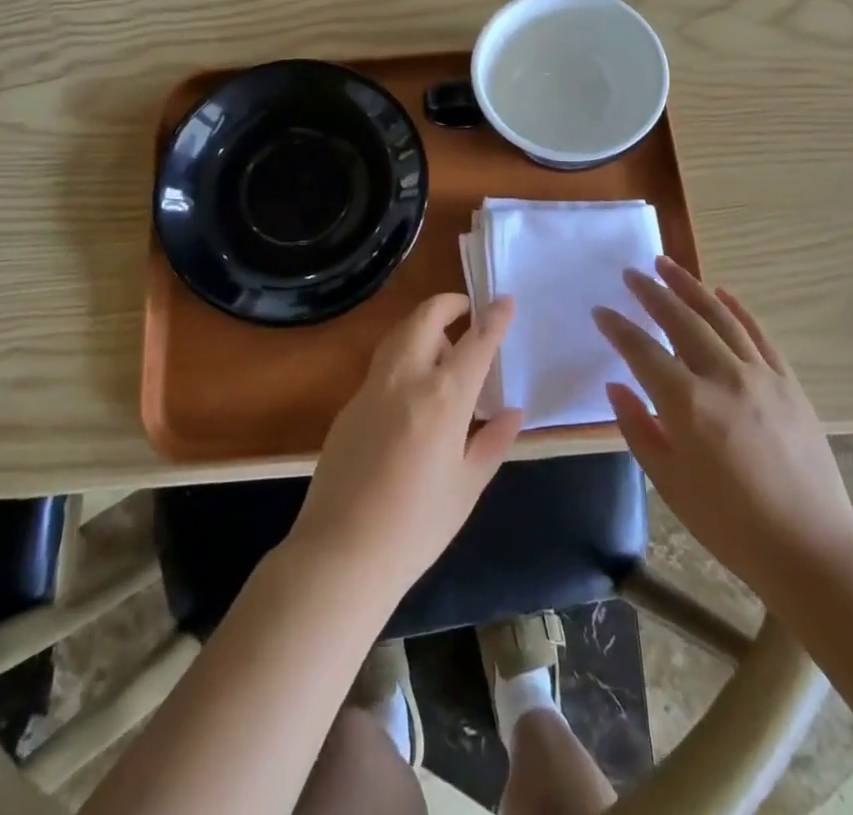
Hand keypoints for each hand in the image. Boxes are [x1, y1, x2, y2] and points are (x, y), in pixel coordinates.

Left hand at [290, 293, 523, 597]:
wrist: (341, 554)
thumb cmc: (417, 527)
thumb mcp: (467, 487)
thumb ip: (492, 442)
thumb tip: (512, 412)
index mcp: (441, 399)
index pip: (475, 342)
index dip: (493, 318)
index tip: (505, 299)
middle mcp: (404, 380)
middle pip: (425, 318)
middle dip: (449, 304)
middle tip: (468, 311)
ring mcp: (371, 388)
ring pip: (398, 334)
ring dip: (423, 326)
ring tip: (444, 349)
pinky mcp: (349, 405)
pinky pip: (382, 365)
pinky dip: (404, 356)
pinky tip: (413, 390)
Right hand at [594, 257, 852, 596]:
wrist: (811, 550)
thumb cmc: (730, 524)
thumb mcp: (670, 484)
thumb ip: (638, 429)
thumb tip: (616, 387)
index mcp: (687, 405)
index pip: (642, 351)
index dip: (618, 328)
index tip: (601, 310)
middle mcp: (722, 377)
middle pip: (679, 320)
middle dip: (651, 292)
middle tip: (631, 273)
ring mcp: (761, 376)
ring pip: (718, 316)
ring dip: (689, 286)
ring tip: (667, 264)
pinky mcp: (788, 382)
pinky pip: (758, 334)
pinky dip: (737, 308)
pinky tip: (720, 292)